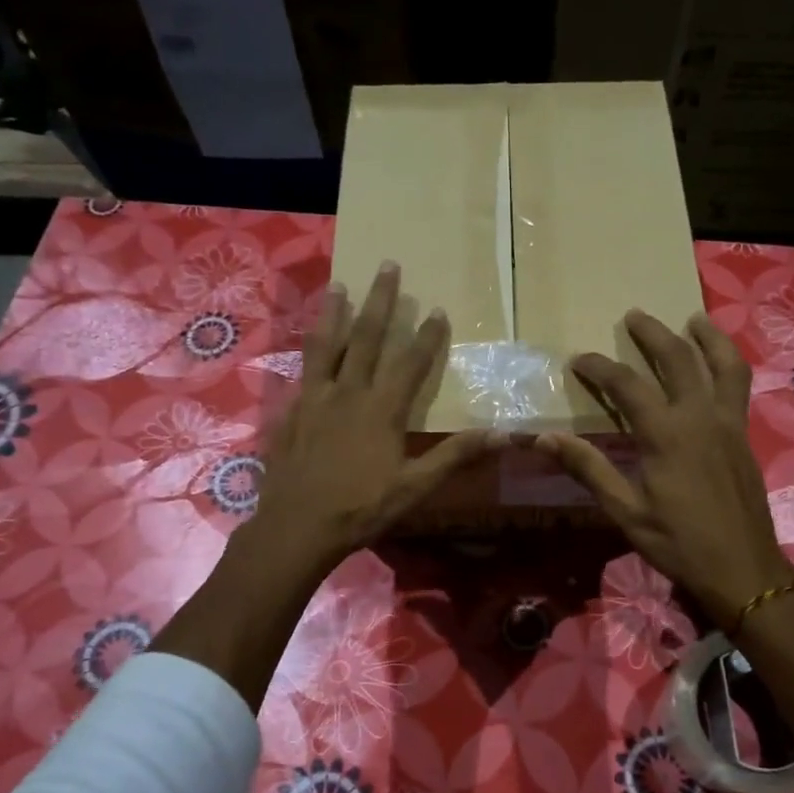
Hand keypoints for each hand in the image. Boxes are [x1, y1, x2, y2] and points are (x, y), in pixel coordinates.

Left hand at [252, 262, 497, 572]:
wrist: (297, 527)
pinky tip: (307, 347)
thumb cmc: (362, 508)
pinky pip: (301, 373)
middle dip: (381, 301)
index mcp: (381, 409)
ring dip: (334, 313)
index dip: (428, 335)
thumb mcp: (415, 487)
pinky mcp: (289, 412)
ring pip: (325, 345)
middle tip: (388, 265)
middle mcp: (347, 393)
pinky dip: (307, 353)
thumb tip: (504, 434)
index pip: (410, 362)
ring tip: (339, 285)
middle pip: (366, 337)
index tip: (438, 308)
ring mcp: (313, 400)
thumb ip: (456, 455)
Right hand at [536, 310, 793, 625]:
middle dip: (653, 334)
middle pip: (678, 359)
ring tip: (693, 319)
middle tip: (634, 316)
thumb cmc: (679, 543)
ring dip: (707, 338)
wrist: (743, 570)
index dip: (599, 368)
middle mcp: (700, 418)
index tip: (578, 360)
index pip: (627, 386)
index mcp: (666, 435)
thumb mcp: (625, 511)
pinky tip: (718, 366)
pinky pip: (738, 386)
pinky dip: (727, 364)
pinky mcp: (744, 437)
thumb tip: (544, 439)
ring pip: (723, 365)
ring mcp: (728, 424)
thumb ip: (589, 469)